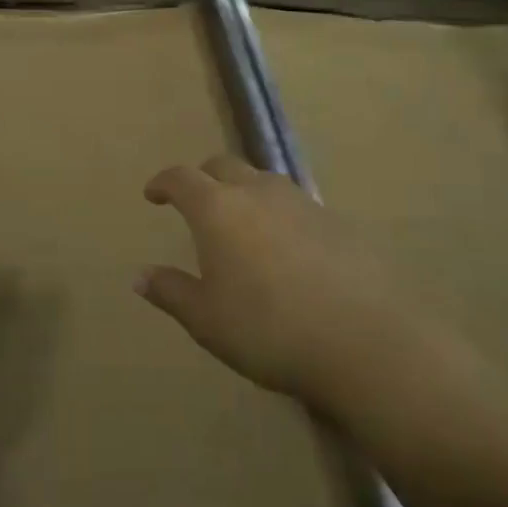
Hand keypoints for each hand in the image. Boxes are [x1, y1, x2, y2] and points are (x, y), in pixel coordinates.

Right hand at [138, 155, 414, 412]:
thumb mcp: (207, 320)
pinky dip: (278, 214)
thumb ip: (172, 292)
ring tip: (241, 222)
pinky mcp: (336, 221)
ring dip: (243, 191)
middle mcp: (257, 193)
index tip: (153, 194)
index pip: (181, 179)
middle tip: (195, 202)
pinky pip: (294, 204)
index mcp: (218, 209)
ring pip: (262, 180)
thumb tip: (140, 276)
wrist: (367, 340)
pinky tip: (285, 248)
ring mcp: (301, 203)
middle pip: (223, 166)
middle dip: (203, 178)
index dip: (163, 182)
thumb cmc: (270, 330)